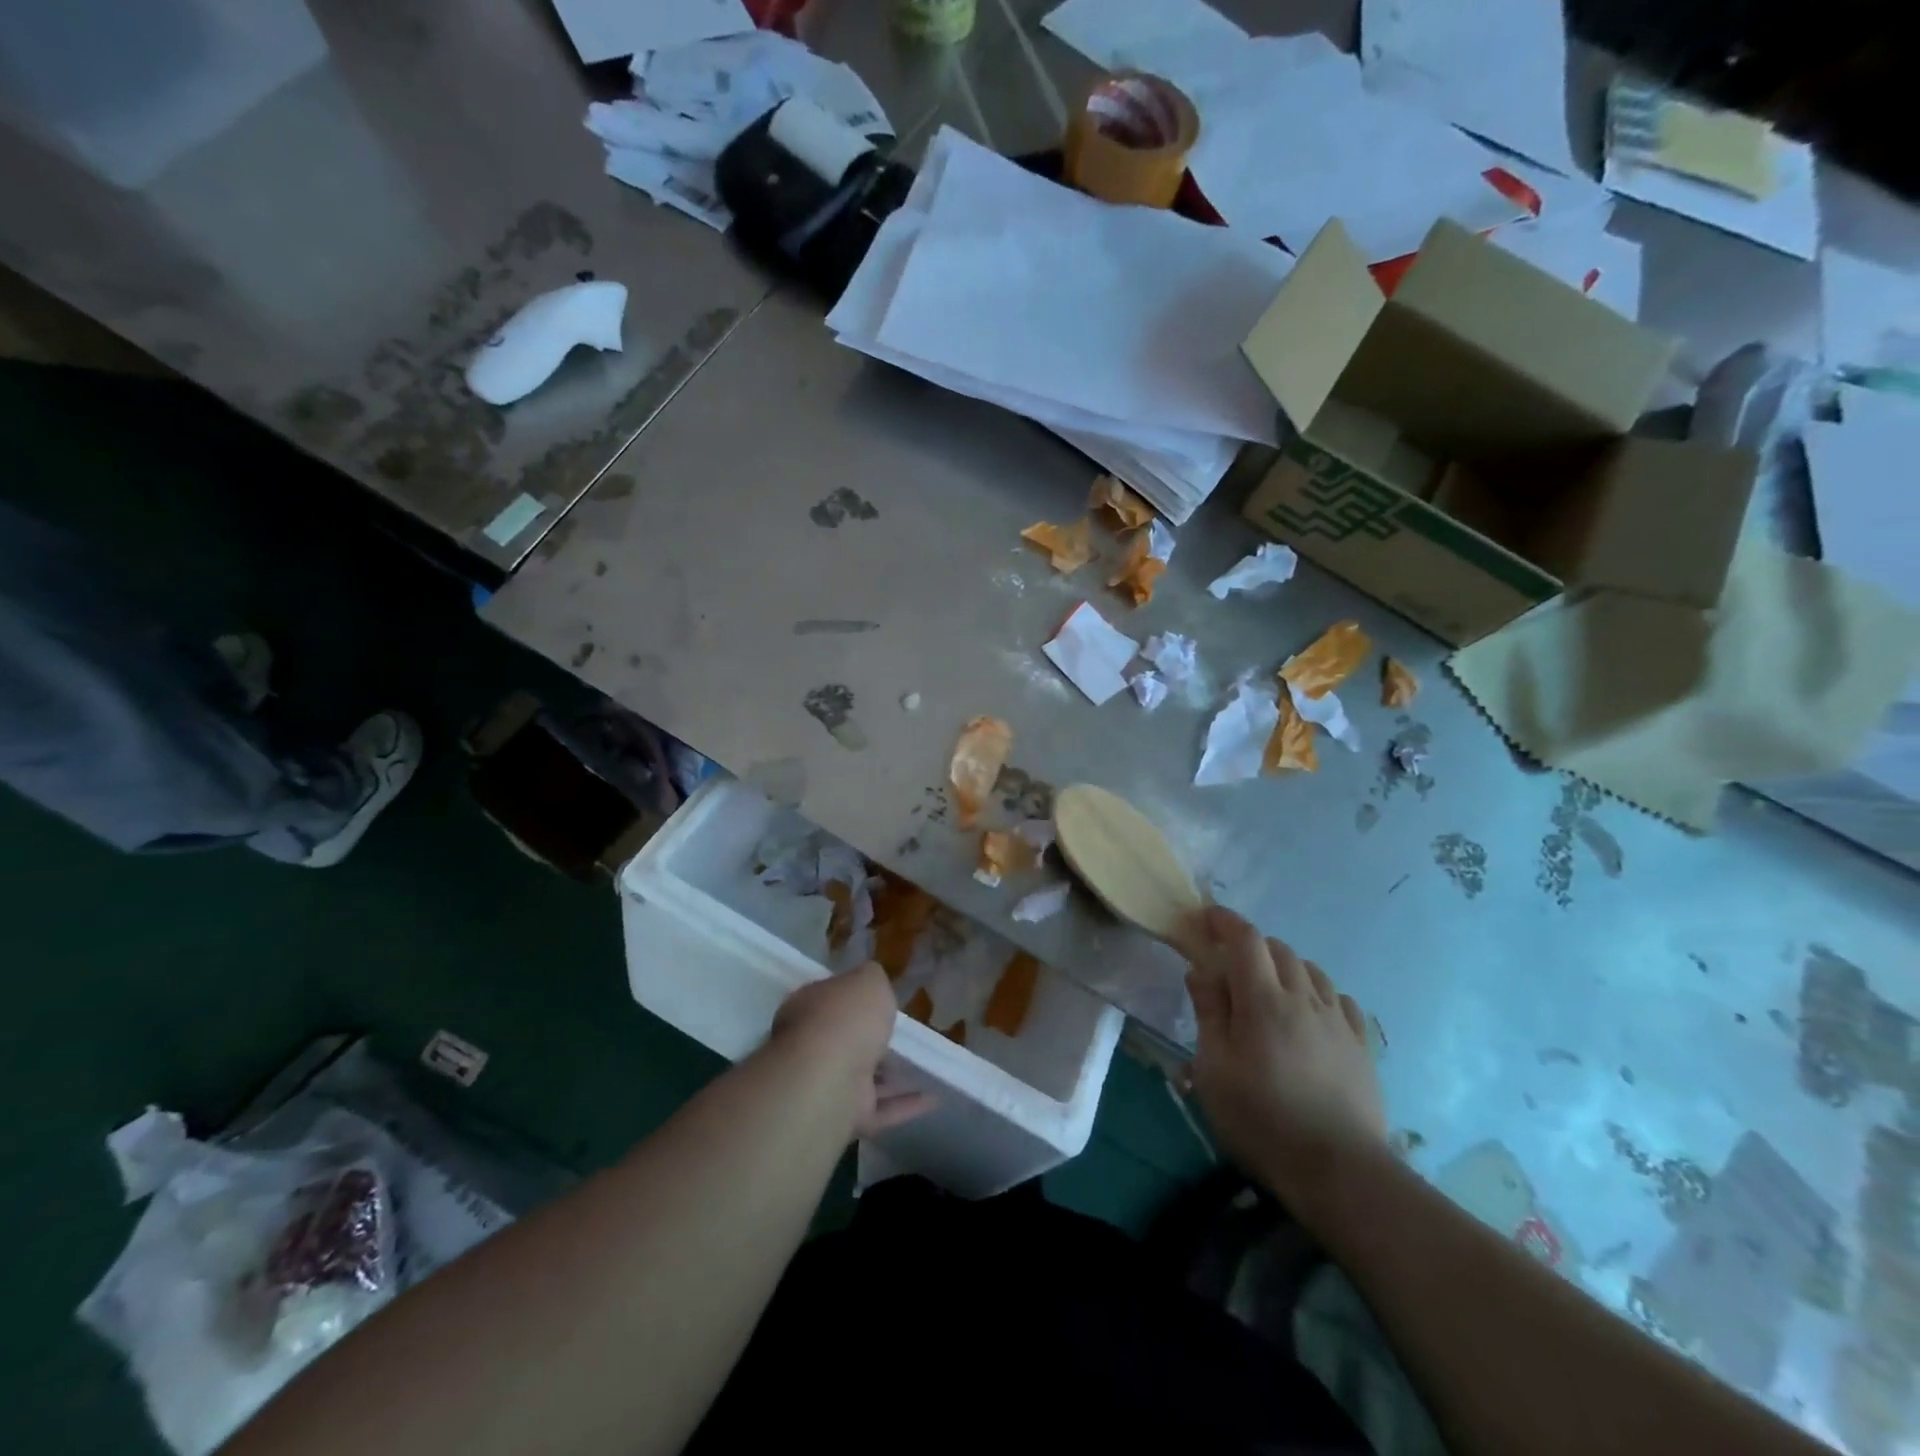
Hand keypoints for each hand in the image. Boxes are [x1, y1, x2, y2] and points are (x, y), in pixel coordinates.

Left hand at [772, 963, 931, 1138]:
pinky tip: (933, 1098)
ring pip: (863, 1079)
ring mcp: (827, 1085)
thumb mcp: (869, 980)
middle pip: (843, 1041)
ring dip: (891, 1078)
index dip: (852, 1000)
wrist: (830, 1077)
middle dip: (869, 1041)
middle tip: (901, 1036)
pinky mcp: (845, 1118)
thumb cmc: (847, 1017)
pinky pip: (880, 1109)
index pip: (829, 1000)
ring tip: (924, 1068)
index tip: (878, 1002)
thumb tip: (873, 984)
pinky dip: (904, 1105)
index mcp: (809, 1008)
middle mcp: (811, 1047)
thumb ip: (873, 980)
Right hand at [1177, 907, 1387, 1207]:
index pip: (1246, 939)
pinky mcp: (1362, 1046)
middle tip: (1229, 967)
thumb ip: (1209, 1012)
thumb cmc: (1262, 1120)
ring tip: (1269, 991)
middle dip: (1251, 946)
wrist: (1340, 1172)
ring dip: (1285, 968)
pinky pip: (1340, 1000)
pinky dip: (1318, 993)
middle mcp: (1305, 998)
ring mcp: (1339, 1021)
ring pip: (1312, 971)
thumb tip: (1202, 970)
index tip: (1206, 918)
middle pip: (1279, 950)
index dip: (1225, 921)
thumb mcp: (1214, 1069)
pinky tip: (1311, 1014)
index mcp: (1264, 1000)